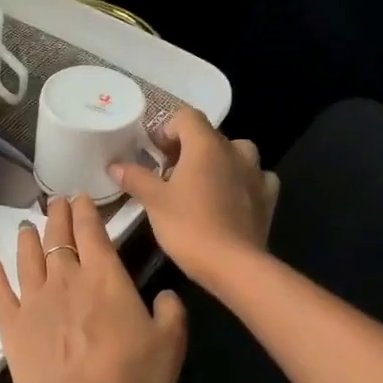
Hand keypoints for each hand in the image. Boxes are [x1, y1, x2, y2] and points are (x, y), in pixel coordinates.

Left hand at [0, 194, 188, 382]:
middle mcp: (66, 279)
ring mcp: (34, 300)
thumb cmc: (130, 378)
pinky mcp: (12, 325)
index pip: (92, 232)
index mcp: (104, 277)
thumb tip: (167, 295)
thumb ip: (171, 313)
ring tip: (26, 225)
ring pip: (27, 258)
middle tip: (55, 201)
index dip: (86, 211)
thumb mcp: (169, 345)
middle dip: (57, 216)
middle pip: (58, 238)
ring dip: (27, 239)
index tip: (80, 196)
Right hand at [110, 108, 278, 286]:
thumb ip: (135, 178)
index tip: (154, 153)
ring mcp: (255, 173)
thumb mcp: (153, 202)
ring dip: (218, 161)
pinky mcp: (267, 197)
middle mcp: (234, 151)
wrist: (233, 265)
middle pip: (209, 135)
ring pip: (236, 153)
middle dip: (188, 148)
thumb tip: (115, 165)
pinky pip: (256, 177)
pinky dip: (242, 181)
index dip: (167, 129)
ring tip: (201, 183)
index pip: (186, 117)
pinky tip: (231, 197)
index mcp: (205, 145)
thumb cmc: (188, 226)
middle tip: (168, 173)